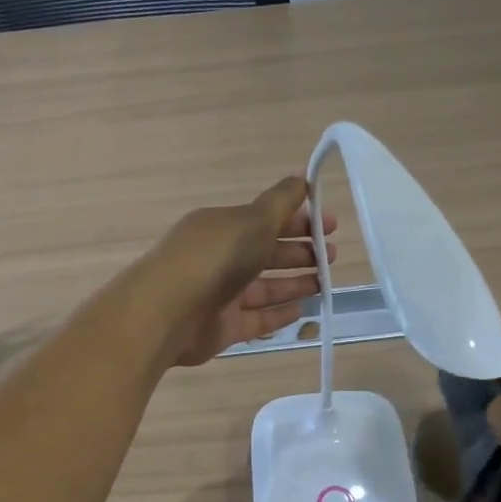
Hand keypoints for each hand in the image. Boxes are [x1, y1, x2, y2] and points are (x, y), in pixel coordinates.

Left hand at [138, 175, 337, 367]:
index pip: (265, 219)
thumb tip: (304, 174)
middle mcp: (220, 258)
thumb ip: (282, 201)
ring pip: (263, 287)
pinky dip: (278, 314)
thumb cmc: (214, 258)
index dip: (299, 219)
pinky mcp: (222, 328)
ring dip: (294, 283)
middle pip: (266, 253)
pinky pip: (256, 319)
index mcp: (223, 226)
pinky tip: (303, 311)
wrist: (168, 312)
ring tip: (324, 284)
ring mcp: (220, 295)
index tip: (331, 225)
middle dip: (300, 252)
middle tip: (332, 257)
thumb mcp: (253, 220)